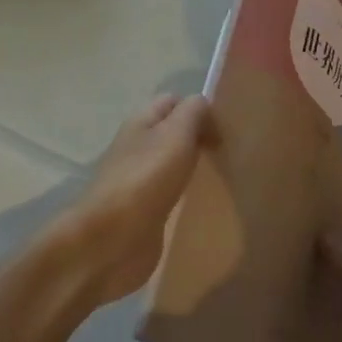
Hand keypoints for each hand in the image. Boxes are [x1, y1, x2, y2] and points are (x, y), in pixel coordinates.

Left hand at [47, 95, 210, 307]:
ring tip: (221, 174)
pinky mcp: (143, 211)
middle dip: (198, 138)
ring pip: (171, 162)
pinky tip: (201, 200)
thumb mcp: (176, 133)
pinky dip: (185, 192)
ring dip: (193, 165)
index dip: (199, 109)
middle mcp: (137, 146)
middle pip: (172, 132)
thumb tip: (203, 106)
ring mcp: (138, 180)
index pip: (173, 102)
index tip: (226, 130)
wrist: (112, 240)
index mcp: (141, 122)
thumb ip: (193, 112)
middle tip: (229, 152)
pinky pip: (170, 192)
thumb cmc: (146, 178)